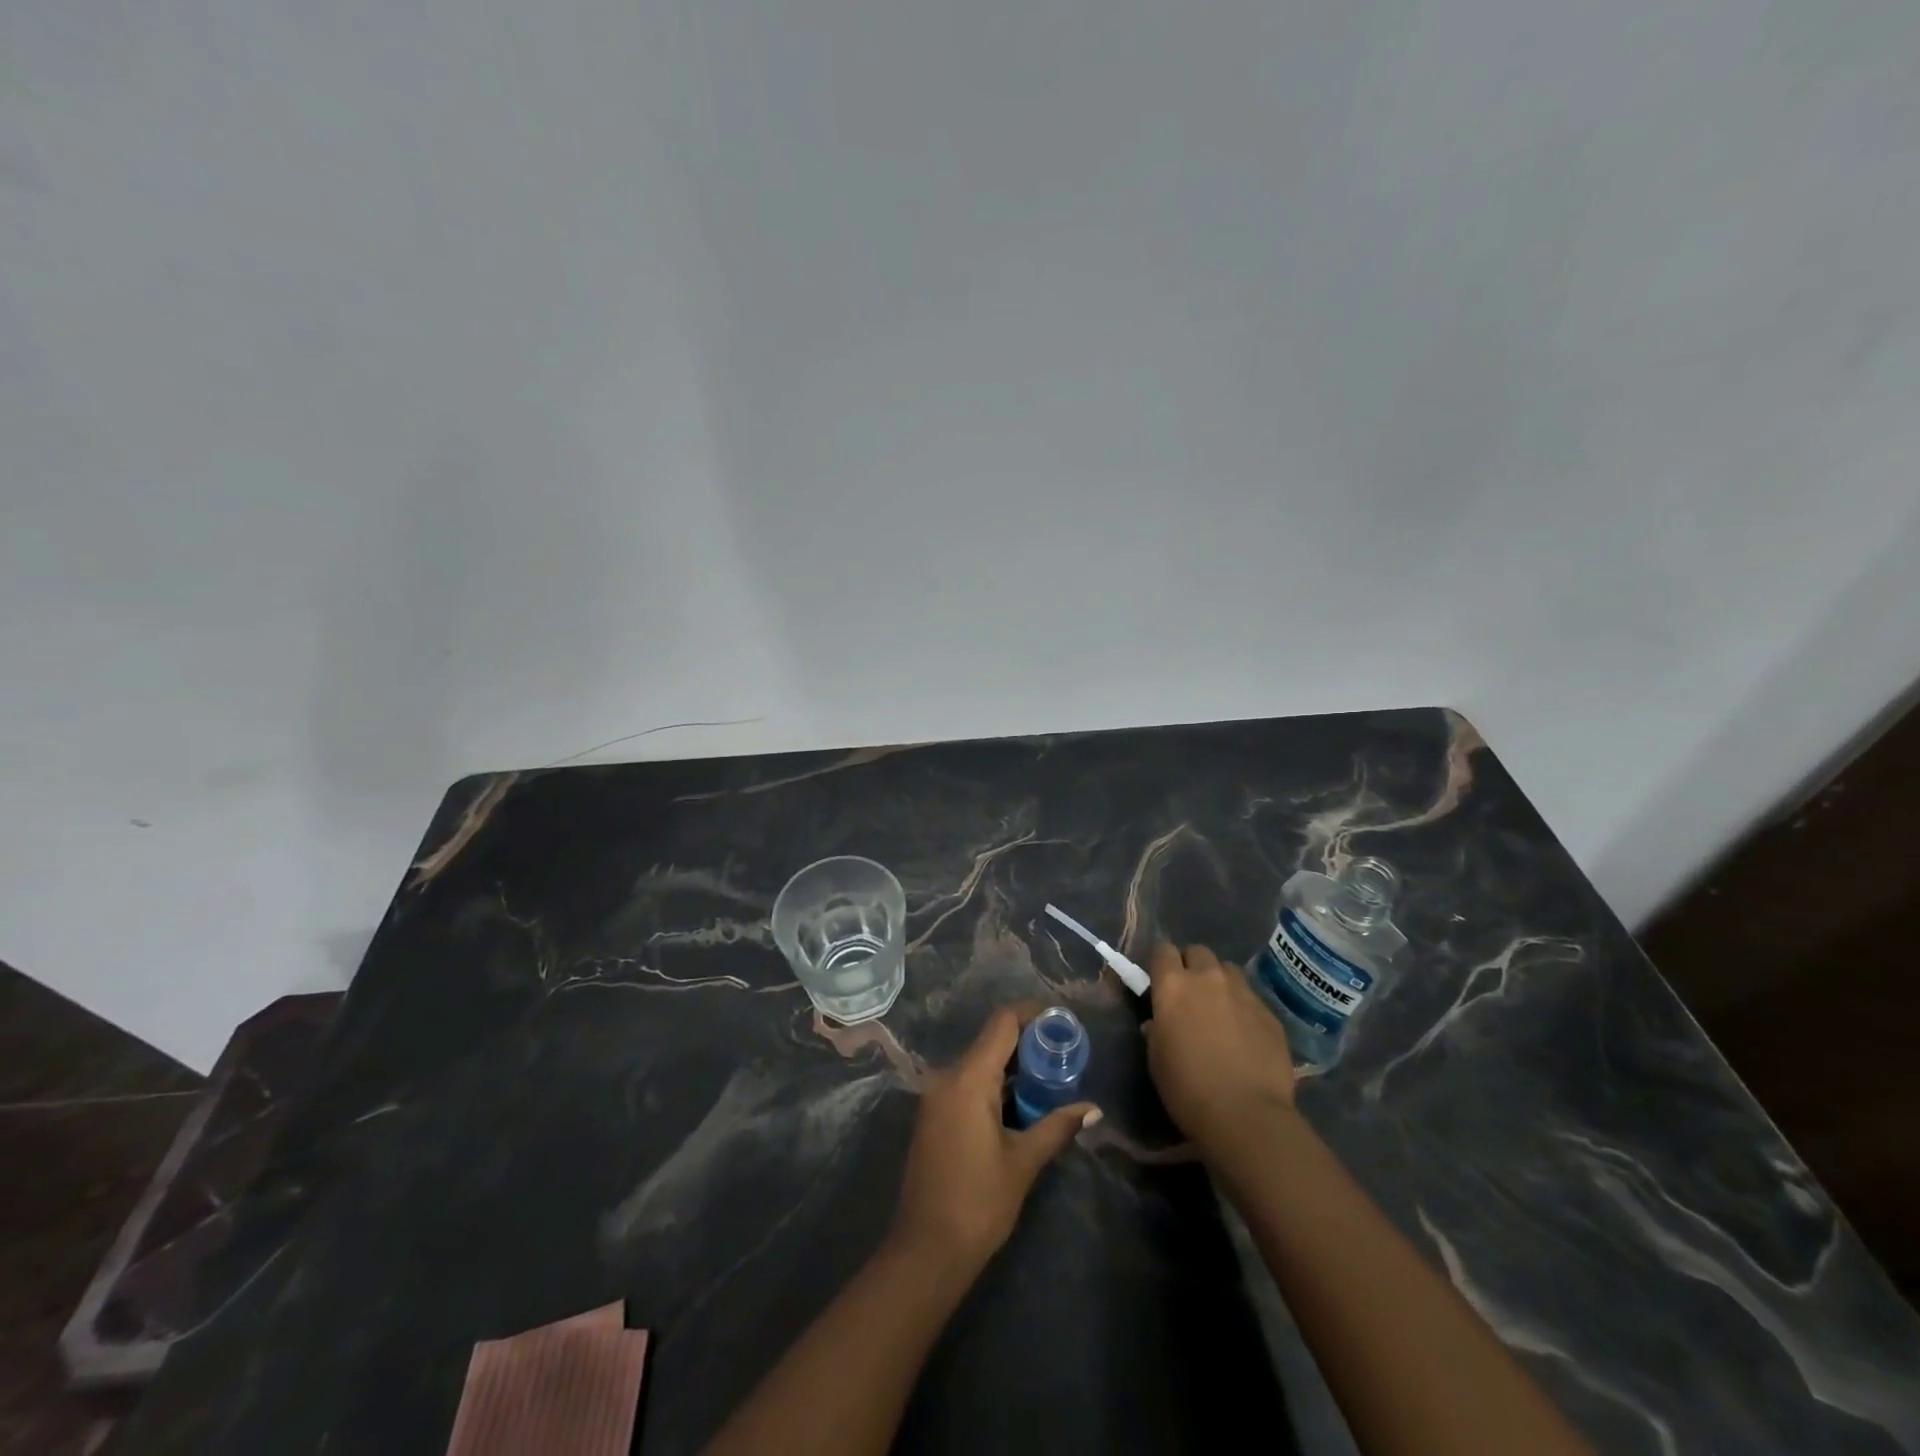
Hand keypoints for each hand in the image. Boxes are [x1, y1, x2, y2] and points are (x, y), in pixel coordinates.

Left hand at [890, 1008, 1099, 1268]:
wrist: (926, 1250)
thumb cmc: (978, 1203)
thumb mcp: (1023, 1162)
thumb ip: (1057, 1127)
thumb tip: (1093, 1109)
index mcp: (968, 1079)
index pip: (1001, 1024)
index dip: (1031, 1014)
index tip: (1060, 1019)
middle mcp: (947, 1077)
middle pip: (990, 1040)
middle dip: (1026, 1042)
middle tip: (1063, 1052)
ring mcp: (936, 1096)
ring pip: (978, 1062)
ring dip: (1011, 1066)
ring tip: (1049, 1076)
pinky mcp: (933, 1115)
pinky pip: (967, 1082)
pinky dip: (994, 1084)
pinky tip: (1020, 1102)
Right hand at [1144, 942, 1296, 1150]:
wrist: (1246, 1115)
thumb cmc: (1188, 1088)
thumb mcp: (1156, 1058)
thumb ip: (1156, 1029)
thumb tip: (1159, 1021)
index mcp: (1173, 986)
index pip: (1162, 950)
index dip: (1160, 963)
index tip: (1159, 980)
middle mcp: (1208, 979)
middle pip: (1198, 951)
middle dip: (1192, 965)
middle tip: (1190, 993)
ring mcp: (1243, 994)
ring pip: (1228, 970)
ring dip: (1220, 982)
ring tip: (1220, 1008)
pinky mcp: (1270, 1014)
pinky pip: (1252, 998)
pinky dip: (1243, 1008)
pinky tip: (1244, 1035)